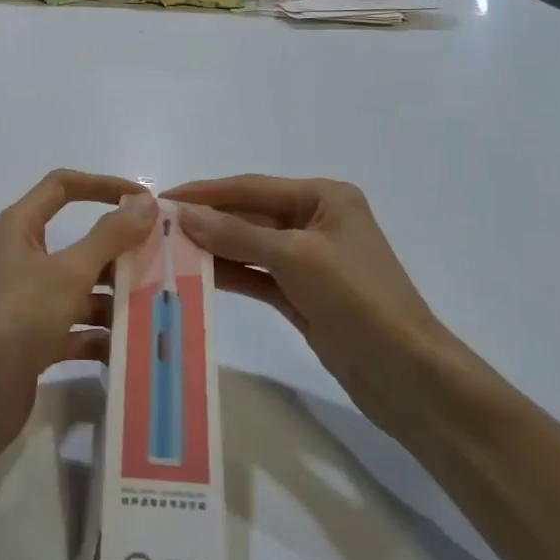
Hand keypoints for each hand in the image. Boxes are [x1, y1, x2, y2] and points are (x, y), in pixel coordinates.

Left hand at [0, 170, 158, 457]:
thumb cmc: (17, 318)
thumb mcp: (69, 272)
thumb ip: (109, 236)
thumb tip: (144, 200)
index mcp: (18, 229)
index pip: (62, 187)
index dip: (103, 185)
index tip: (144, 199)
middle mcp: (19, 259)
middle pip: (78, 243)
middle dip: (119, 252)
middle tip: (163, 261)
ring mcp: (25, 302)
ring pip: (80, 289)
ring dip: (116, 298)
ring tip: (160, 307)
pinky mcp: (32, 340)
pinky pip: (75, 328)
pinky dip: (101, 335)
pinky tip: (134, 347)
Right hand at [165, 175, 483, 434]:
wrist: (404, 372)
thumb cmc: (357, 298)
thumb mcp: (295, 257)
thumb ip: (237, 234)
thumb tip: (185, 215)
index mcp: (324, 198)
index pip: (252, 187)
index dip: (206, 192)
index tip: (161, 198)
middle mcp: (314, 221)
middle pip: (248, 215)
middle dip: (206, 221)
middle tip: (155, 228)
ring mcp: (307, 260)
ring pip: (248, 246)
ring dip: (211, 248)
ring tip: (165, 250)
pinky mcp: (300, 294)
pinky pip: (255, 275)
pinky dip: (227, 274)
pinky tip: (193, 274)